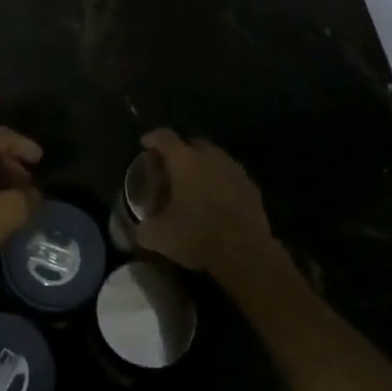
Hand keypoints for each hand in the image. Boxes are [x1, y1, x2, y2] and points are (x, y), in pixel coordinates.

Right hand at [134, 127, 273, 275]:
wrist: (246, 253)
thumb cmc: (198, 235)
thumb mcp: (160, 237)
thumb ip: (143, 229)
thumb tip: (139, 230)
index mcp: (185, 160)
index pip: (164, 137)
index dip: (152, 138)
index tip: (145, 144)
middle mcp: (210, 157)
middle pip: (192, 143)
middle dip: (180, 151)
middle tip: (171, 168)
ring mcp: (234, 170)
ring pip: (214, 158)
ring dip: (203, 166)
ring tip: (194, 184)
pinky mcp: (252, 187)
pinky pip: (230, 177)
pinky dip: (221, 182)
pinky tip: (216, 201)